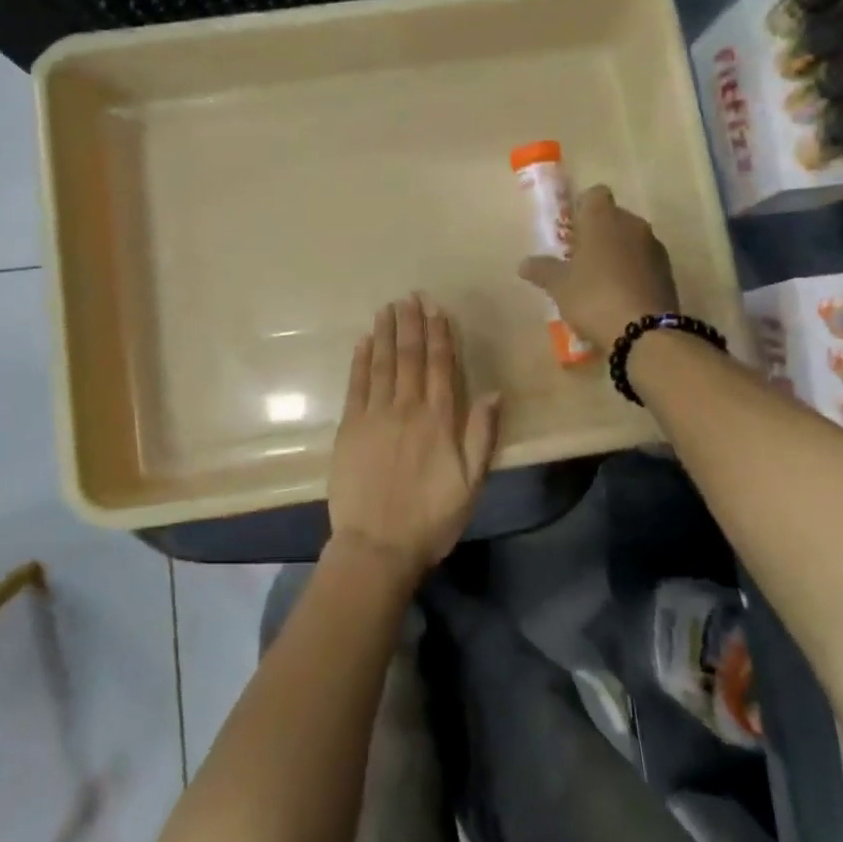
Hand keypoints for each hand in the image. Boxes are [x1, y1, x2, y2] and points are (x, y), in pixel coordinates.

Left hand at [328, 294, 501, 580]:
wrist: (377, 545)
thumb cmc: (431, 518)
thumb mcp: (471, 483)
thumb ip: (481, 435)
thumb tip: (493, 392)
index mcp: (439, 420)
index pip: (440, 366)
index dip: (439, 335)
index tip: (437, 309)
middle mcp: (407, 408)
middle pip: (409, 357)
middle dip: (411, 324)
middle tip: (410, 296)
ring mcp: (374, 416)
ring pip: (382, 364)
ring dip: (386, 333)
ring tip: (388, 308)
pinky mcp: (349, 428)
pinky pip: (356, 385)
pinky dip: (360, 360)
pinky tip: (364, 341)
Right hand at [517, 185, 678, 350]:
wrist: (644, 332)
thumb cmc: (593, 297)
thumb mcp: (559, 286)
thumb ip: (542, 270)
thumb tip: (524, 264)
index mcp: (603, 218)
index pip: (595, 194)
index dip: (582, 208)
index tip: (571, 230)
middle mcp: (632, 224)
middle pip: (613, 217)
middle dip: (598, 233)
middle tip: (579, 258)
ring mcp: (654, 248)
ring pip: (630, 240)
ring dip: (616, 253)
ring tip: (598, 281)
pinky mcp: (668, 272)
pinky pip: (644, 262)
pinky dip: (632, 272)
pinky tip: (619, 296)